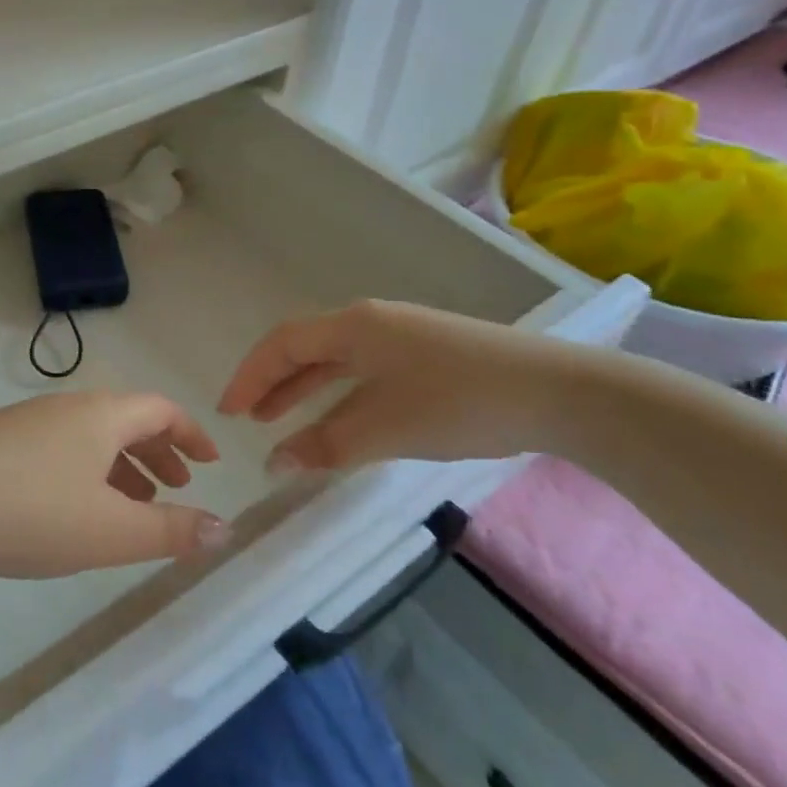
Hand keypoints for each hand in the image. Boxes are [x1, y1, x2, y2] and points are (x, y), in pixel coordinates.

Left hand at [0, 391, 225, 578]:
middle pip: (127, 420)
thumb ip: (171, 531)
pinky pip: (61, 449)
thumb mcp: (110, 532)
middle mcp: (67, 407)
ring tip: (132, 506)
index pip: (162, 410)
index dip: (192, 434)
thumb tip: (226, 528)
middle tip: (176, 488)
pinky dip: (87, 472)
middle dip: (159, 452)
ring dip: (122, 466)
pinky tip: (74, 510)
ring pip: (92, 437)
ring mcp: (28, 422)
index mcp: (102, 416)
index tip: (210, 463)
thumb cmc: (30, 514)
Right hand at [218, 300, 582, 471]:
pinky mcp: (426, 354)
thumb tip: (274, 463)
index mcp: (353, 326)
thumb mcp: (385, 428)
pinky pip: (363, 370)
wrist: (558, 391)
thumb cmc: (460, 402)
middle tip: (247, 418)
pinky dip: (339, 394)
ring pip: (335, 360)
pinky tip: (338, 420)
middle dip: (272, 383)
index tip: (227, 412)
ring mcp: (401, 336)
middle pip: (305, 347)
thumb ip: (325, 445)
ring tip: (279, 422)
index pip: (283, 344)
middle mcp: (371, 322)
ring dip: (304, 390)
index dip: (250, 376)